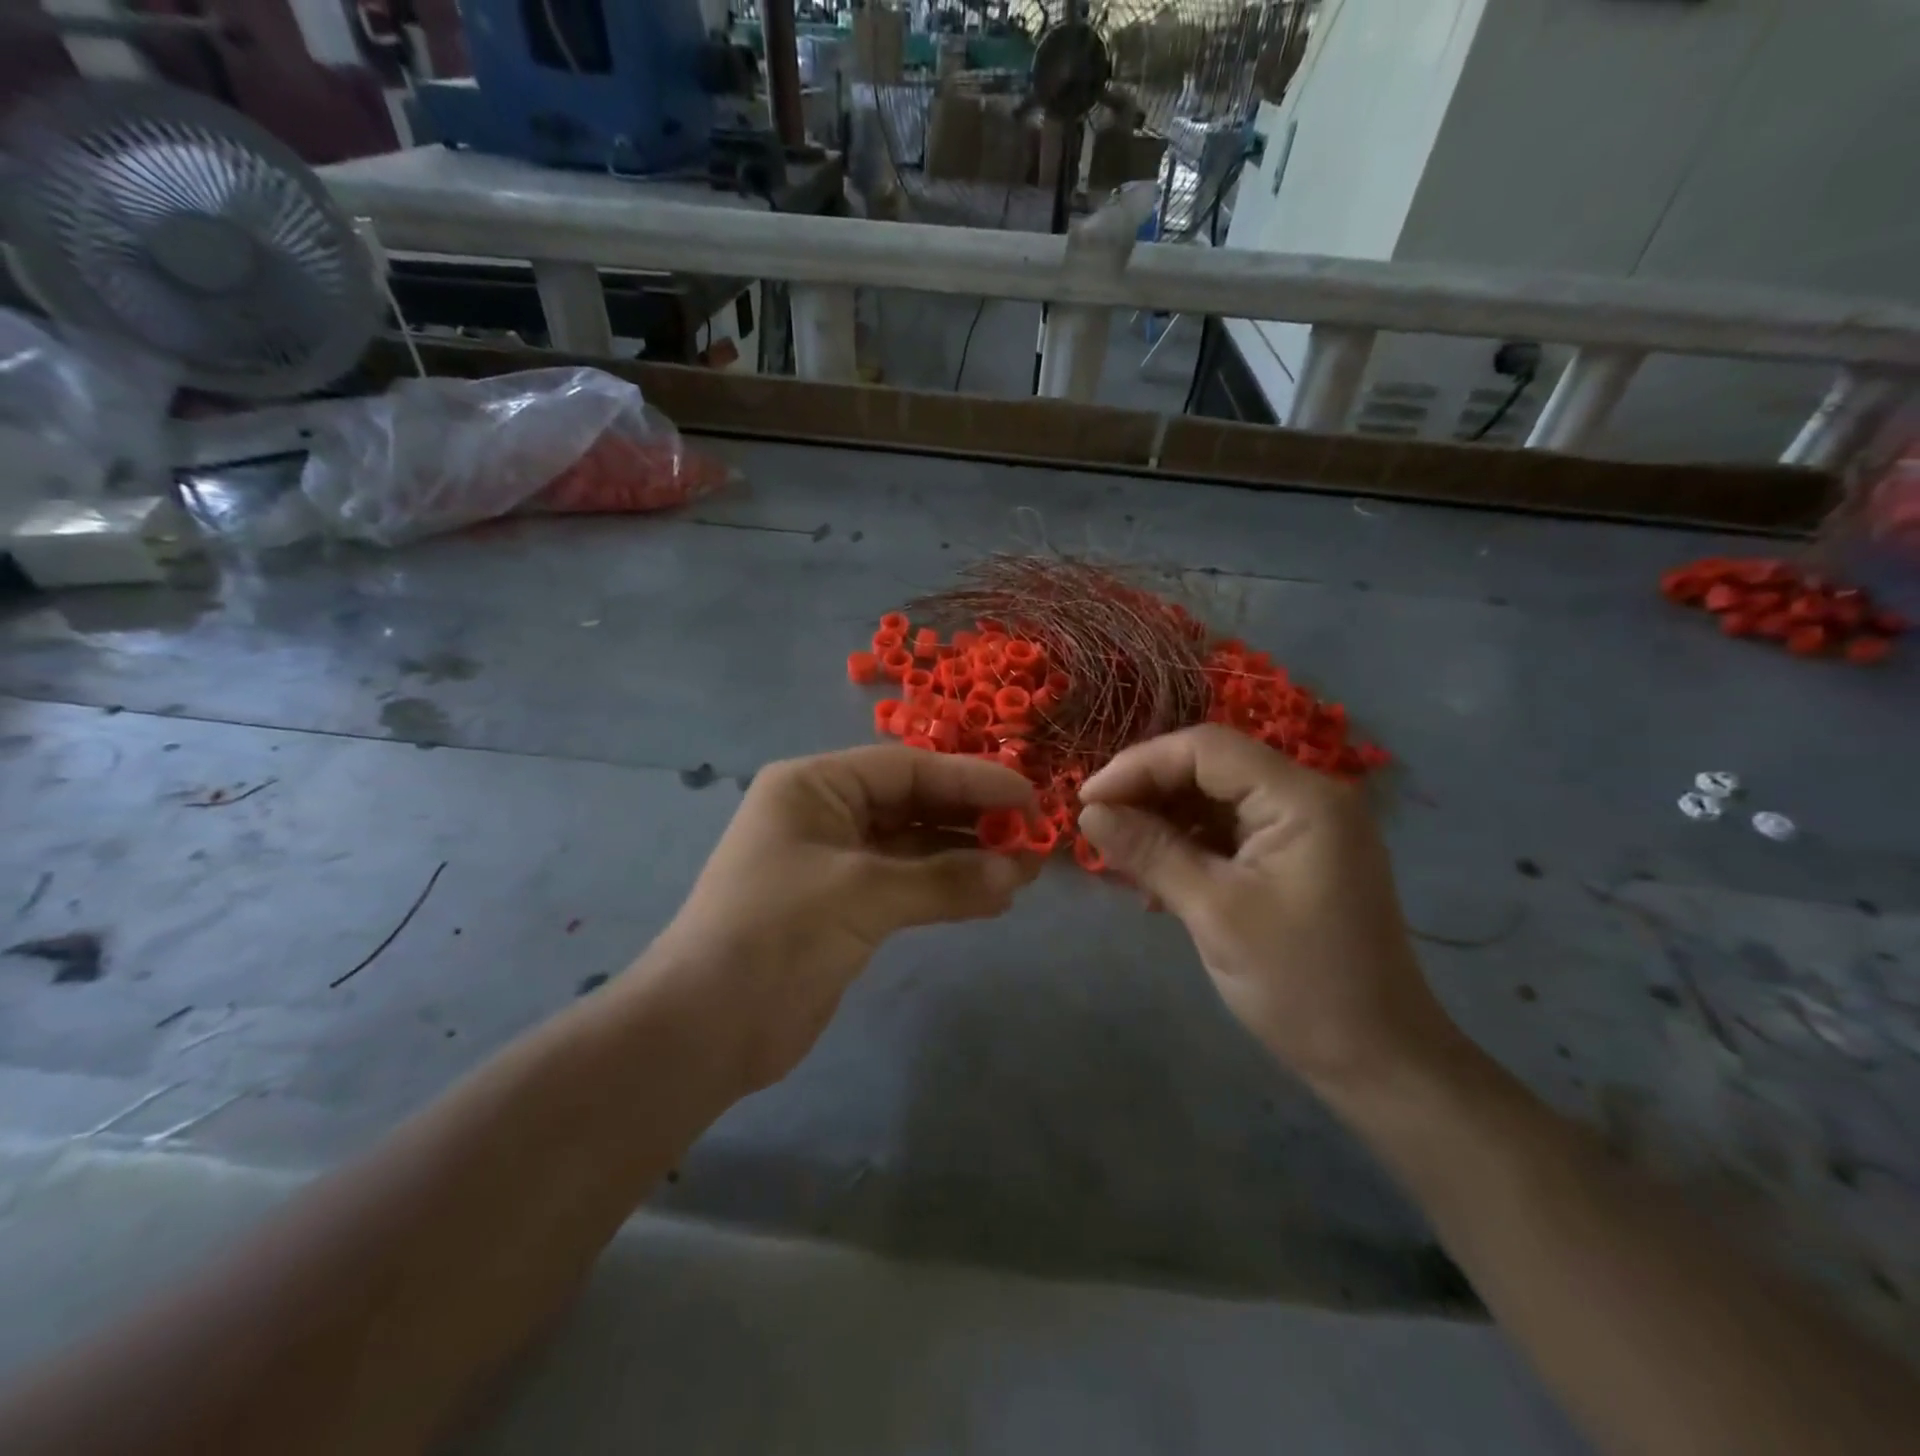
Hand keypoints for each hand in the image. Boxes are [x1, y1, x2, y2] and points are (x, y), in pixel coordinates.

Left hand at [652, 746, 1038, 1090]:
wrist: (706, 1028)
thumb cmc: (776, 934)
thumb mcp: (864, 894)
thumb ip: (944, 880)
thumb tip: (1016, 873)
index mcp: (815, 785)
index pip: (907, 769)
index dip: (971, 780)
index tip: (1028, 797)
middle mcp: (825, 813)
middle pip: (914, 803)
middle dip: (973, 819)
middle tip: (1033, 838)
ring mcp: (836, 862)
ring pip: (915, 847)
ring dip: (967, 858)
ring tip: (1024, 872)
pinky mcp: (845, 907)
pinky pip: (908, 885)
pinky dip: (947, 889)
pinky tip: (993, 898)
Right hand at [1077, 725, 1459, 1095]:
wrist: (1377, 1061)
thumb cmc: (1299, 984)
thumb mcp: (1214, 913)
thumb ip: (1150, 852)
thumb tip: (1088, 812)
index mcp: (1301, 798)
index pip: (1205, 749)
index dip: (1138, 765)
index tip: (1086, 801)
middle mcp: (1306, 797)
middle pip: (1209, 768)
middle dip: (1147, 792)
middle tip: (1096, 827)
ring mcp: (1302, 828)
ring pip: (1213, 799)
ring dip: (1162, 821)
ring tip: (1118, 855)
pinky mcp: (1293, 858)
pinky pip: (1227, 832)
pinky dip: (1186, 846)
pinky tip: (1155, 877)